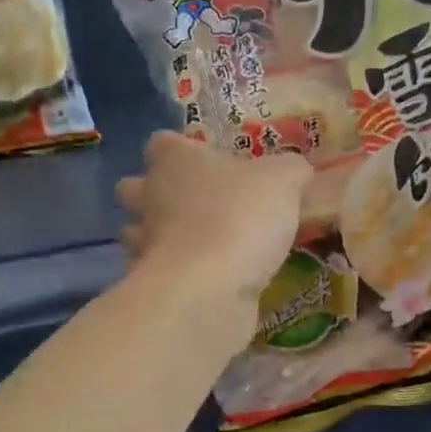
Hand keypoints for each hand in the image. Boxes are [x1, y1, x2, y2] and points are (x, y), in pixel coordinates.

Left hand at [115, 132, 311, 312]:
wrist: (209, 288)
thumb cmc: (240, 216)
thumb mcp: (282, 181)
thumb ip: (290, 171)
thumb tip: (296, 172)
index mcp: (175, 161)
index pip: (162, 143)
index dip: (180, 149)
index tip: (205, 160)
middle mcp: (150, 197)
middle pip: (135, 187)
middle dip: (155, 194)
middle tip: (197, 204)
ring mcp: (145, 244)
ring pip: (138, 233)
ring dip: (161, 236)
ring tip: (200, 245)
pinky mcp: (151, 285)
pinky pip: (157, 273)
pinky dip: (175, 275)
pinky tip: (204, 281)